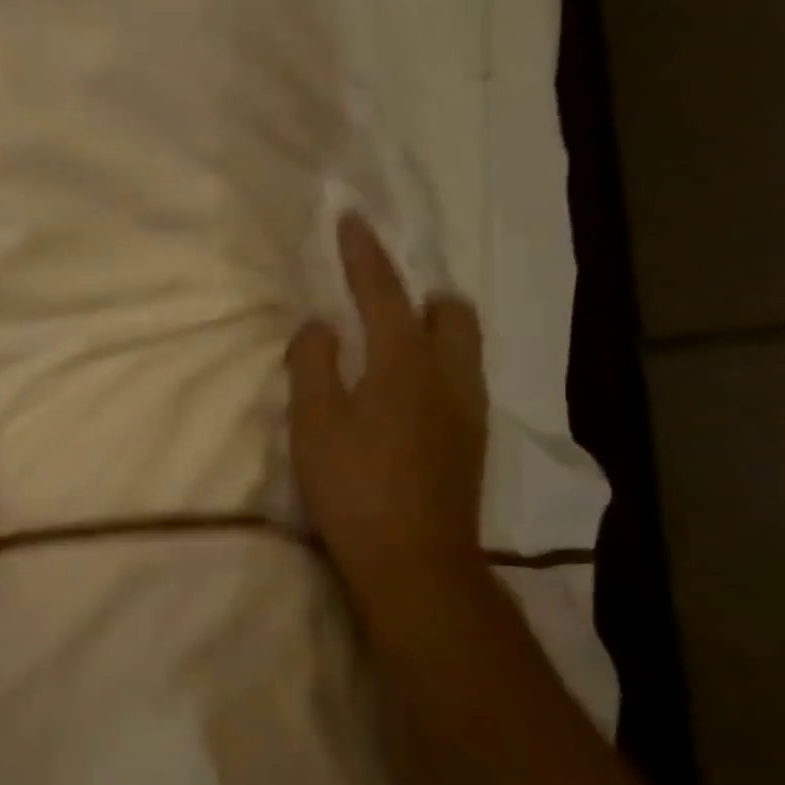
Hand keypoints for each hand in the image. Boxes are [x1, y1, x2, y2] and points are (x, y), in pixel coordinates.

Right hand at [287, 214, 487, 636]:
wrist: (414, 565)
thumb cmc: (354, 487)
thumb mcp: (314, 421)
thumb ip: (313, 363)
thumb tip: (320, 326)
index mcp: (404, 362)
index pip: (383, 292)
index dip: (365, 253)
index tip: (353, 219)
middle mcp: (448, 377)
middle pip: (452, 313)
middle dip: (422, 296)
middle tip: (384, 307)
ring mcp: (468, 412)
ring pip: (464, 349)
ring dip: (434, 333)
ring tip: (393, 353)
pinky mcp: (471, 445)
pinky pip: (461, 382)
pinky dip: (437, 370)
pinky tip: (407, 402)